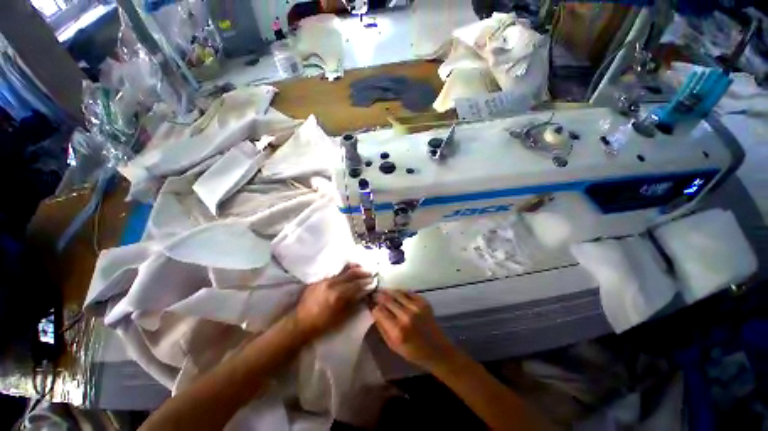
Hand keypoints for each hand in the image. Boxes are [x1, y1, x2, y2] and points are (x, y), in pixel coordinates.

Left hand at [294, 263, 371, 339]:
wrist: (302, 322)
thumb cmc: (324, 324)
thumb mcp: (342, 317)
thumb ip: (353, 303)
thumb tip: (363, 294)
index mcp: (338, 294)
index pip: (356, 284)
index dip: (366, 282)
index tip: (373, 280)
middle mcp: (331, 284)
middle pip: (349, 275)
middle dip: (360, 273)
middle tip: (369, 272)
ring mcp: (322, 282)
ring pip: (340, 272)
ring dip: (351, 270)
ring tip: (359, 267)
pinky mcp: (316, 282)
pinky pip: (331, 275)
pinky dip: (340, 273)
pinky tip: (344, 273)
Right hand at [371, 290, 458, 370]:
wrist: (437, 350)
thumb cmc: (413, 352)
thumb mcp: (392, 345)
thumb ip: (382, 328)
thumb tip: (374, 312)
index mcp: (397, 329)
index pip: (378, 311)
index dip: (372, 307)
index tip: (369, 305)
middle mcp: (406, 316)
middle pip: (386, 299)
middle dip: (378, 297)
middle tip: (372, 295)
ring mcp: (417, 308)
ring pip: (397, 293)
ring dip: (387, 292)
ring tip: (382, 292)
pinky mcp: (425, 303)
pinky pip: (409, 292)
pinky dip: (400, 292)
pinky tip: (396, 294)